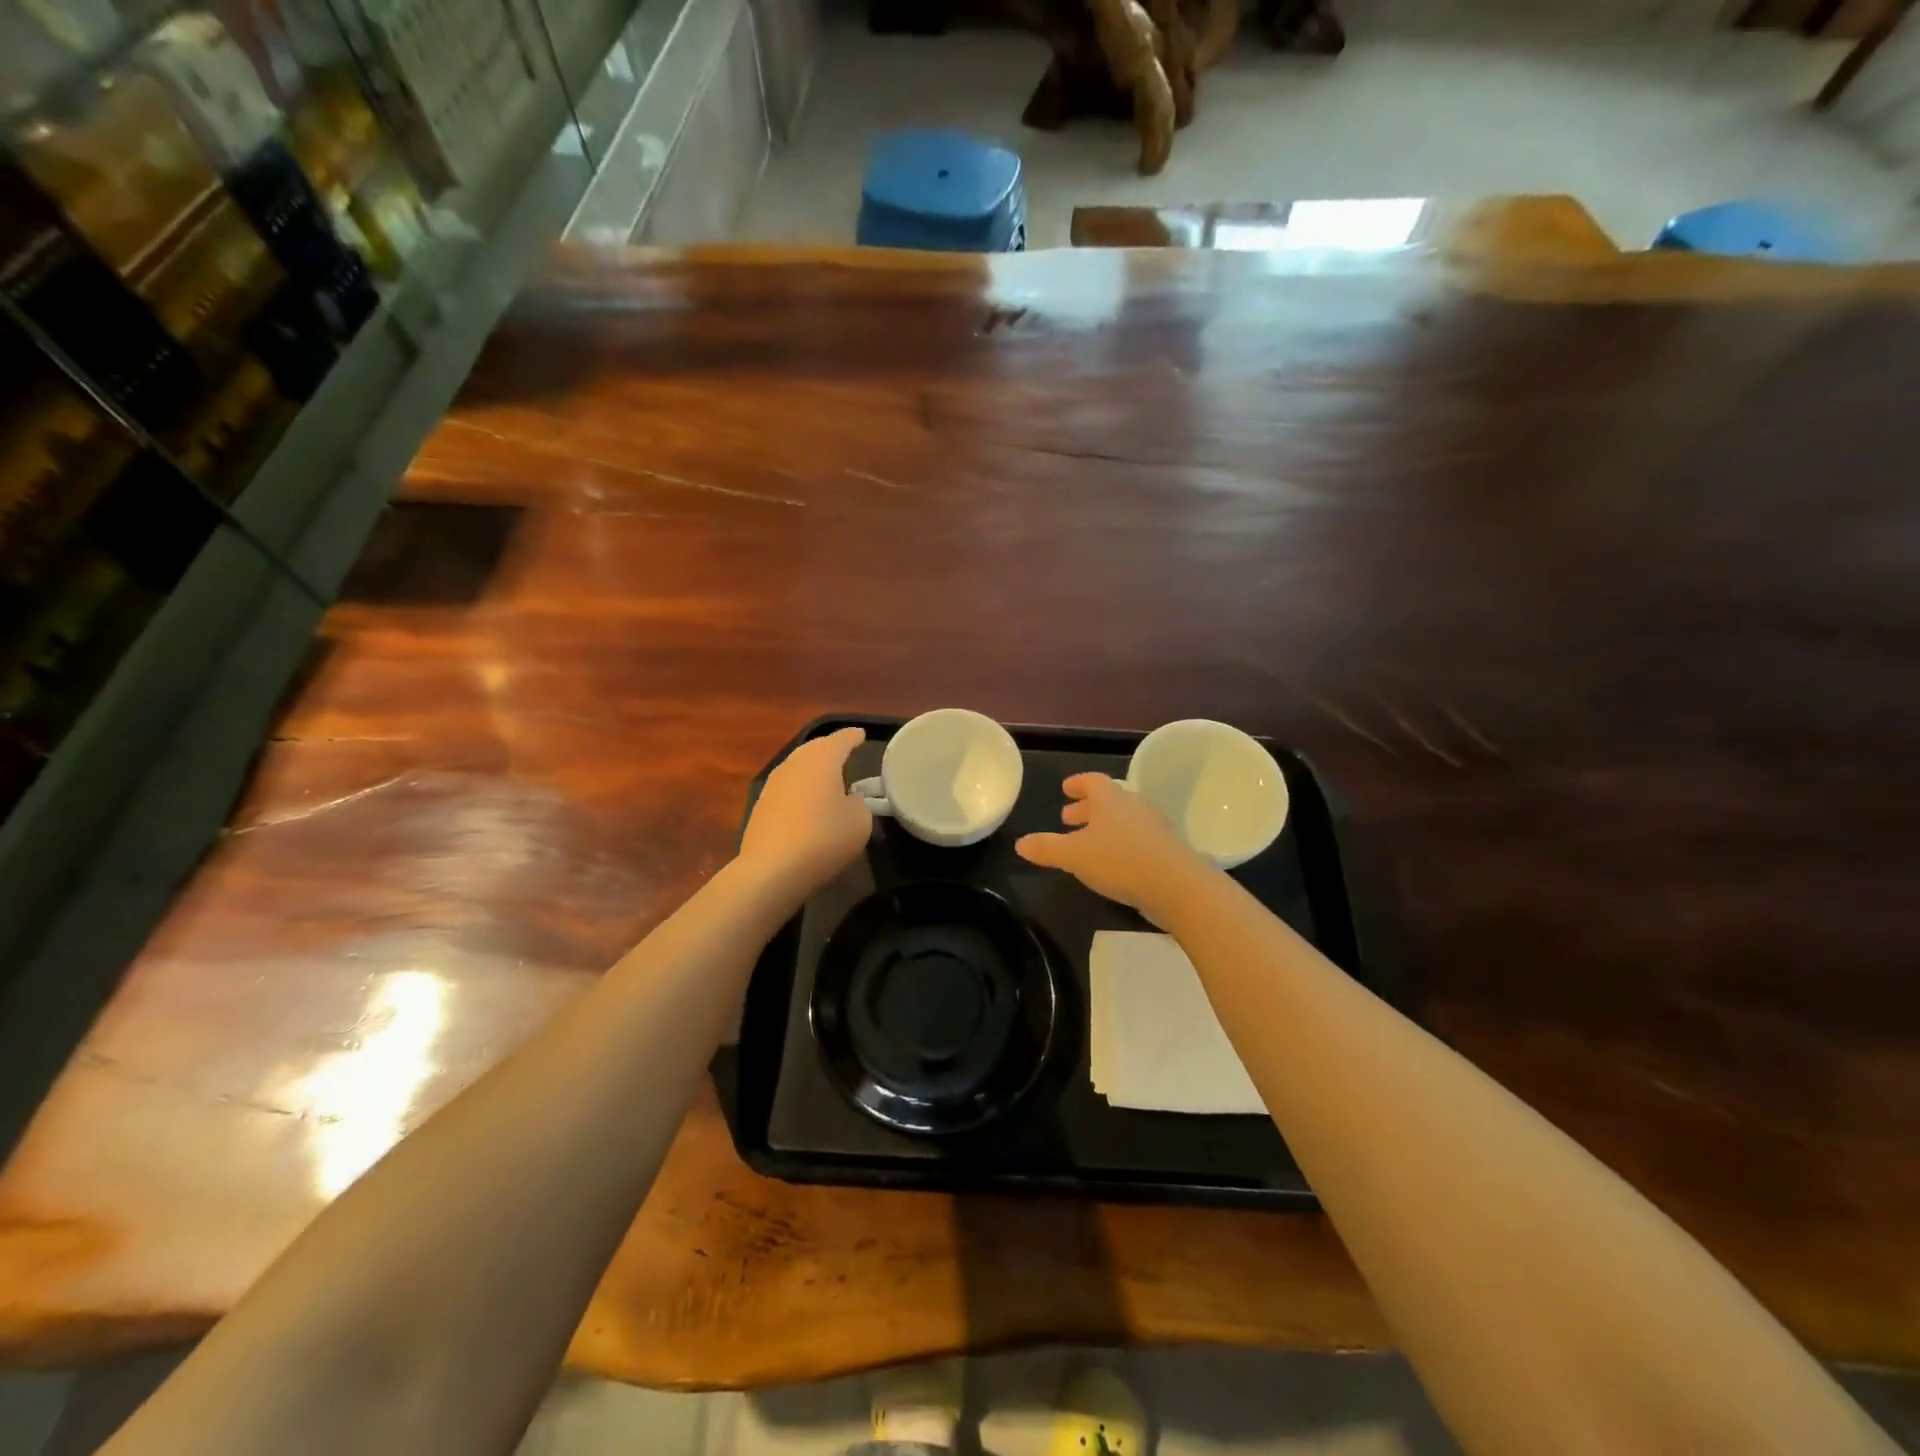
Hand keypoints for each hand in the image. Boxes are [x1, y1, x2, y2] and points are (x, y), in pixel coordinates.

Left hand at [739, 727, 872, 899]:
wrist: (772, 869)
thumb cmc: (824, 838)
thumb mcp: (860, 822)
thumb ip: (860, 804)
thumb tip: (849, 800)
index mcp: (822, 759)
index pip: (841, 739)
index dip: (853, 737)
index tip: (861, 735)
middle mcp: (795, 763)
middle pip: (815, 748)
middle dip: (830, 749)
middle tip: (845, 753)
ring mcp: (773, 784)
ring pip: (798, 767)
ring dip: (813, 770)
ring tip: (828, 778)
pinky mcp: (761, 806)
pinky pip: (787, 788)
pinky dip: (800, 789)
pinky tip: (807, 803)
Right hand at [1015, 772, 1213, 917]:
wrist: (1176, 885)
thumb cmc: (1119, 860)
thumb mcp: (1073, 856)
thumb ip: (1046, 848)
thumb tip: (1020, 843)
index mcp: (1110, 799)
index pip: (1092, 781)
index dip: (1077, 784)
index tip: (1065, 789)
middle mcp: (1133, 805)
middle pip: (1108, 800)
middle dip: (1087, 808)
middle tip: (1068, 818)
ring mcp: (1154, 826)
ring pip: (1123, 819)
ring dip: (1104, 826)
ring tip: (1088, 842)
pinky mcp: (1166, 848)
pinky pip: (1137, 837)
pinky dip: (1121, 842)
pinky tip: (1113, 861)